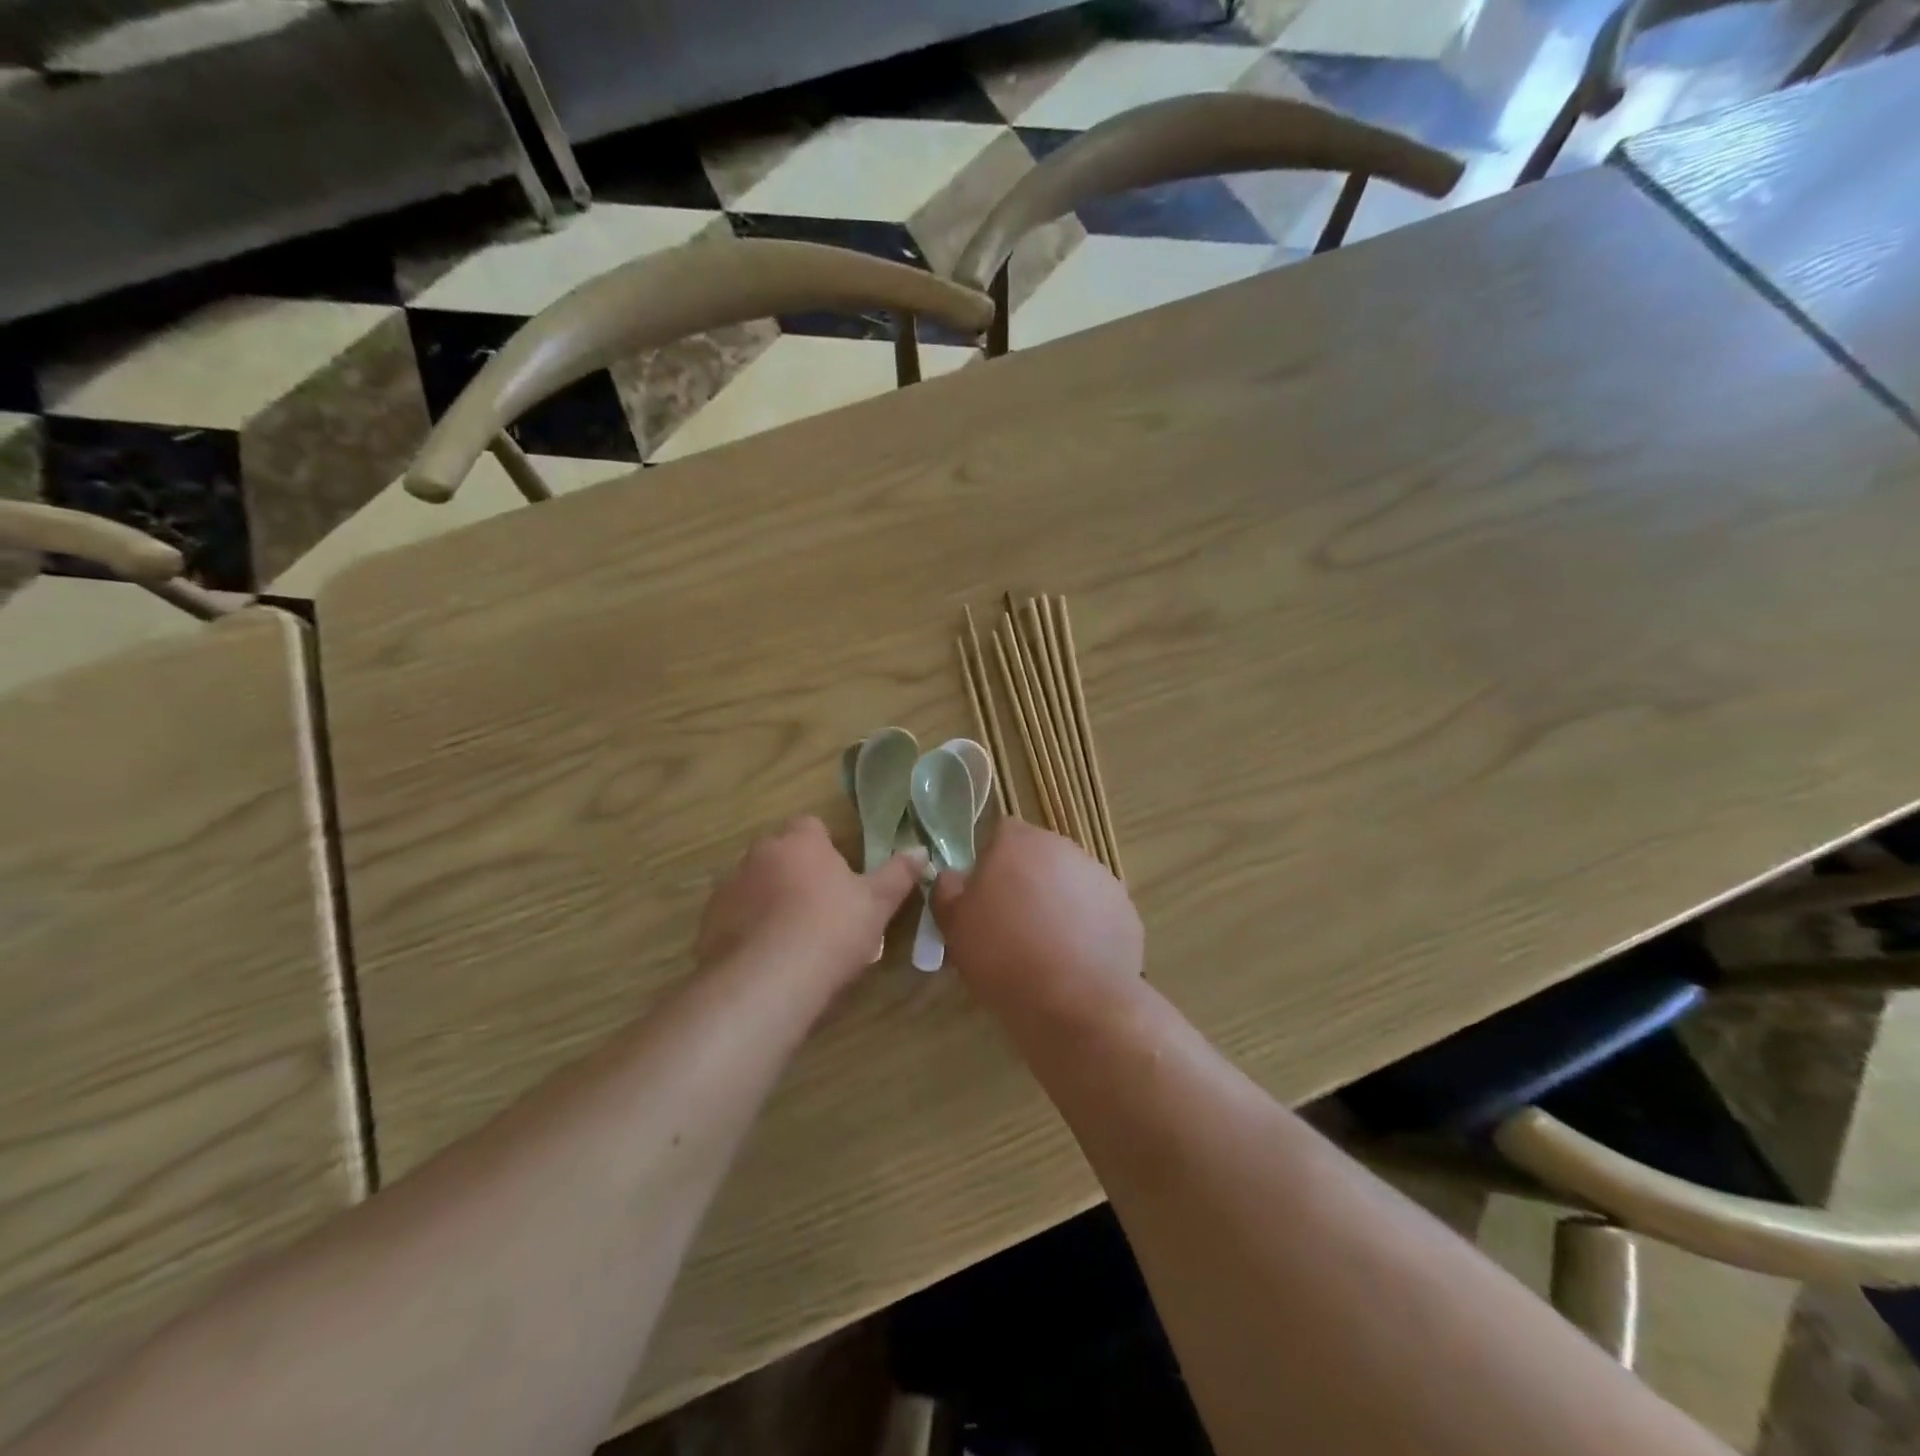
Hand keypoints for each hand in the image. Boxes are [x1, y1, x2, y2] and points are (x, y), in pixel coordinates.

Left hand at [696, 816, 923, 988]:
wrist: (767, 981)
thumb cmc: (830, 930)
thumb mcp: (877, 904)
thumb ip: (898, 875)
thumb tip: (920, 851)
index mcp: (799, 841)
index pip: (810, 826)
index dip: (826, 849)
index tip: (840, 877)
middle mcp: (758, 854)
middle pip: (780, 854)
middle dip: (796, 873)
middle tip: (821, 910)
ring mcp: (728, 888)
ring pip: (755, 886)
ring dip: (769, 901)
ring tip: (793, 940)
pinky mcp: (708, 924)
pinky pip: (734, 918)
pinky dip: (748, 930)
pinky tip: (767, 960)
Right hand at [931, 820, 1142, 1004]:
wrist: (1076, 1002)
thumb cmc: (1004, 957)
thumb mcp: (954, 927)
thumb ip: (947, 891)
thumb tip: (953, 877)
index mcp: (1019, 842)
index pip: (1001, 832)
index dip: (990, 861)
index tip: (984, 896)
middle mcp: (1063, 848)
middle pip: (1038, 856)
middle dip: (1026, 881)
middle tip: (1011, 924)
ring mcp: (1099, 877)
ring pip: (1068, 882)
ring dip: (1056, 902)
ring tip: (1045, 948)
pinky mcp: (1125, 909)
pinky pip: (1095, 910)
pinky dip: (1085, 927)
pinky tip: (1074, 961)